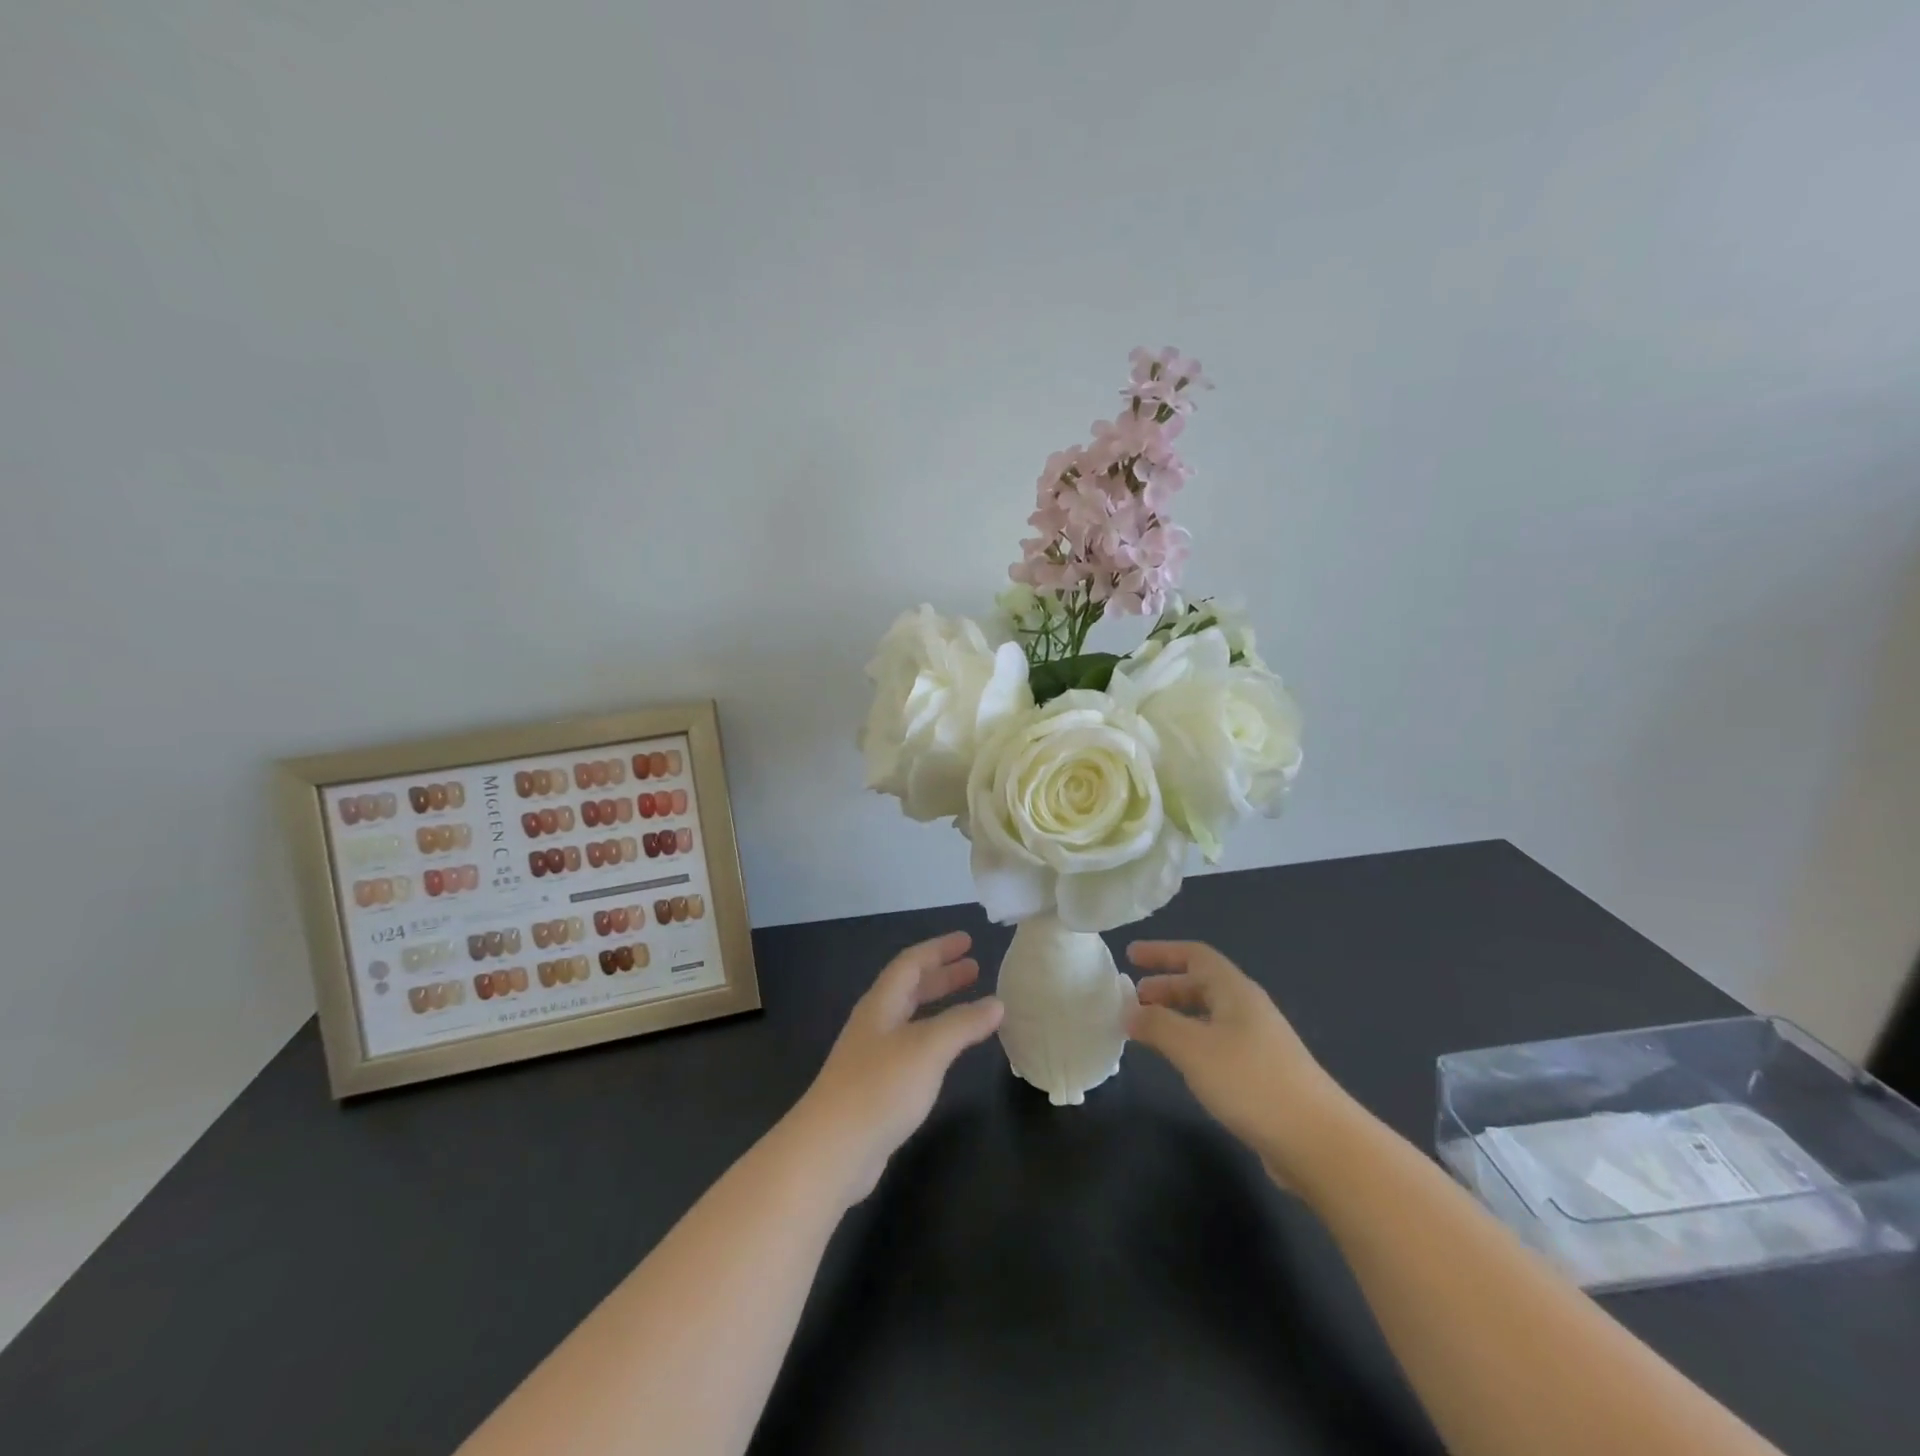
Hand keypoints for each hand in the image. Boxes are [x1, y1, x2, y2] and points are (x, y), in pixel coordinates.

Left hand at [790, 931, 1004, 1205]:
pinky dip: (934, 1040)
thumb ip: (963, 1023)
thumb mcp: (927, 1048)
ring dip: (939, 1007)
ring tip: (971, 1008)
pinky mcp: (875, 1089)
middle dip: (942, 976)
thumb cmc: (879, 1088)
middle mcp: (874, 1024)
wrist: (831, 1151)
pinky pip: (911, 1049)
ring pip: (911, 1019)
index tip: (967, 941)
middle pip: (910, 989)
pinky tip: (947, 1055)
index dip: (939, 949)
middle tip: (974, 969)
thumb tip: (997, 1003)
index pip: (911, 963)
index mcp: (881, 1005)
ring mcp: (872, 1058)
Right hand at [1125, 941, 1349, 1185]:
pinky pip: (1217, 1043)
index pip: (1195, 955)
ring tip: (1148, 1031)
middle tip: (1133, 1000)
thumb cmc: (1251, 1082)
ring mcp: (1259, 1042)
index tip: (1130, 956)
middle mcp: (1248, 1009)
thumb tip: (1128, 1010)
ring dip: (1176, 1016)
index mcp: (1235, 991)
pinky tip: (1181, 1064)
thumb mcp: (1193, 1048)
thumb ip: (1156, 1024)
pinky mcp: (1262, 1074)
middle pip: (1202, 984)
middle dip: (1165, 987)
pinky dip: (1191, 1042)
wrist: (1318, 1142)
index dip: (1161, 952)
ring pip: (1209, 1016)